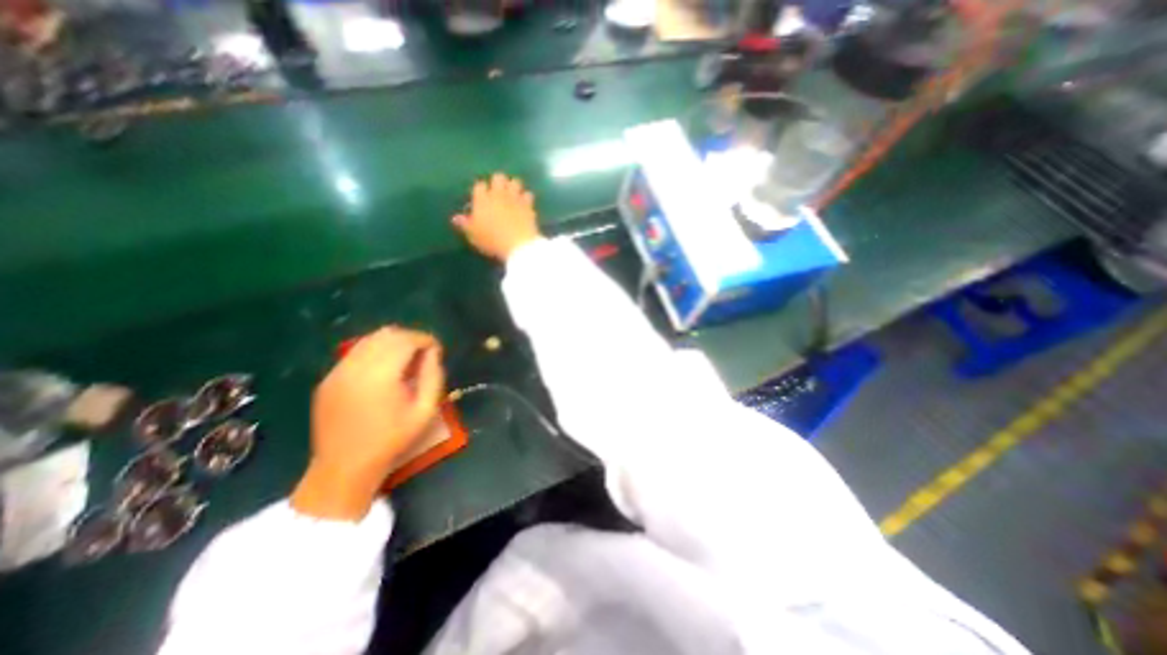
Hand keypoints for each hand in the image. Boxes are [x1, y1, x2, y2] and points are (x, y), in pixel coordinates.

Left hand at [293, 328, 447, 521]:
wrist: (345, 466)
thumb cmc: (392, 439)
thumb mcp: (425, 410)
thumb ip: (433, 376)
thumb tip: (433, 352)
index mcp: (380, 375)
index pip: (406, 340)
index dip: (425, 339)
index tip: (436, 349)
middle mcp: (355, 367)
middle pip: (387, 335)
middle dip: (410, 338)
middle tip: (423, 353)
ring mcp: (337, 372)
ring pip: (369, 340)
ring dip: (392, 343)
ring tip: (405, 359)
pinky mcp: (328, 379)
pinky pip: (355, 353)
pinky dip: (374, 352)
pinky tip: (384, 370)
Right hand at [454, 171, 545, 259]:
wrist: (518, 244)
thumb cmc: (492, 240)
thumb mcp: (474, 235)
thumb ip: (465, 224)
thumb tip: (455, 218)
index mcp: (482, 199)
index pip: (479, 185)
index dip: (481, 190)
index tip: (481, 197)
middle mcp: (499, 194)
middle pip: (498, 177)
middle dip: (498, 182)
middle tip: (498, 192)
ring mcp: (515, 198)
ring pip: (515, 182)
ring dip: (513, 186)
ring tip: (512, 194)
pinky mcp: (529, 205)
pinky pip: (528, 194)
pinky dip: (526, 198)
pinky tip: (525, 204)